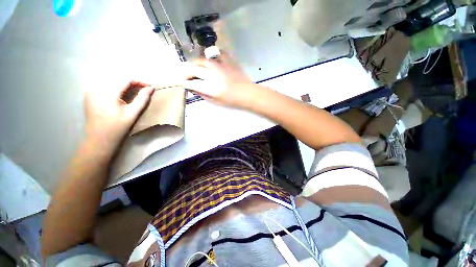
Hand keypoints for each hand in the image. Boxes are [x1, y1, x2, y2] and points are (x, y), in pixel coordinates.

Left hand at [84, 81, 153, 145]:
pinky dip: (115, 85)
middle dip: (132, 82)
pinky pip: (104, 83)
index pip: (126, 78)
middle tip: (143, 89)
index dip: (140, 81)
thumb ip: (142, 98)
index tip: (149, 87)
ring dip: (124, 83)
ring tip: (134, 91)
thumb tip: (151, 88)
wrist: (98, 138)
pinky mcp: (88, 93)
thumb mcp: (133, 113)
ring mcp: (91, 89)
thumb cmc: (118, 127)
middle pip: (118, 77)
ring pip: (111, 79)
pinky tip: (120, 93)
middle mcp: (97, 87)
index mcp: (108, 92)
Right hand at [183, 51, 259, 107]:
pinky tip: (212, 62)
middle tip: (186, 75)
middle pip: (194, 69)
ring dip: (196, 64)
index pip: (193, 83)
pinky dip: (212, 57)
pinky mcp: (228, 60)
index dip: (186, 83)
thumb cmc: (232, 101)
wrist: (248, 93)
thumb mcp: (216, 102)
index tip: (184, 83)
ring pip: (202, 60)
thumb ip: (203, 94)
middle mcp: (214, 75)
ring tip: (197, 68)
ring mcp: (221, 66)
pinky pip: (216, 53)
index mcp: (212, 89)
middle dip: (186, 72)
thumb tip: (192, 88)